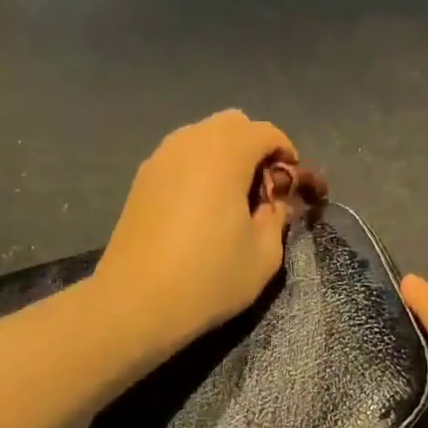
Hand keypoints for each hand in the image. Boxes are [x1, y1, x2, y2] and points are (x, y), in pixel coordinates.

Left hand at [94, 111, 299, 349]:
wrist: (134, 303)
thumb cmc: (208, 278)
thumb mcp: (264, 254)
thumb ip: (277, 216)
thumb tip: (274, 200)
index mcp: (224, 153)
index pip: (265, 132)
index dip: (286, 154)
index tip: (292, 186)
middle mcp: (189, 143)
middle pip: (231, 124)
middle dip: (254, 147)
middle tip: (262, 189)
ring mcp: (159, 158)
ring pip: (201, 136)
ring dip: (224, 155)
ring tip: (231, 197)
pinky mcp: (141, 179)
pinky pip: (179, 156)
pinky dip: (198, 167)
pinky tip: (200, 206)